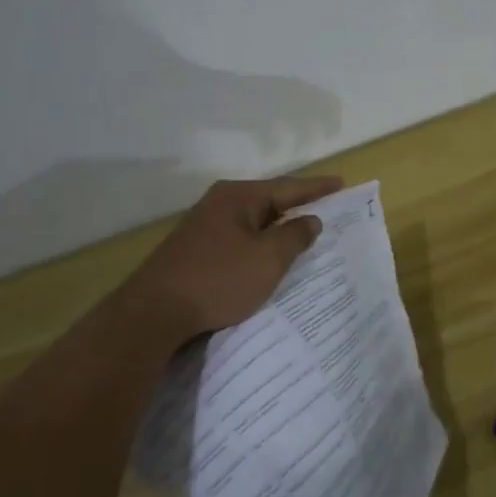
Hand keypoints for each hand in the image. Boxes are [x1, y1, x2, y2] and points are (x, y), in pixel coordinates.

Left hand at [121, 176, 342, 345]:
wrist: (154, 312)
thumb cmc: (218, 280)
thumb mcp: (267, 259)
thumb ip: (294, 236)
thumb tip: (310, 219)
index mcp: (239, 197)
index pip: (288, 187)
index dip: (317, 188)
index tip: (342, 184)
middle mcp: (220, 203)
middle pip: (269, 201)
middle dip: (297, 206)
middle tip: (327, 209)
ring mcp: (204, 225)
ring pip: (252, 221)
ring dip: (277, 227)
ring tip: (304, 232)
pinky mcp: (195, 248)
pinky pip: (238, 238)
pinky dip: (259, 242)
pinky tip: (268, 254)